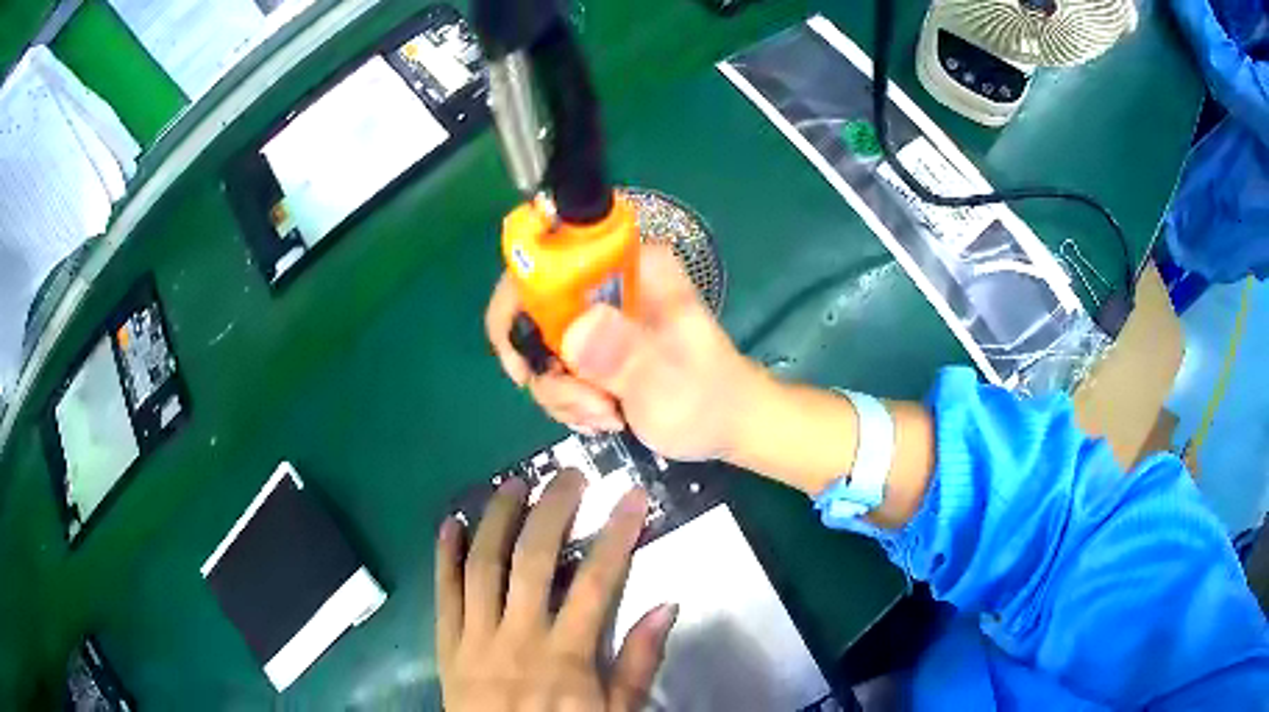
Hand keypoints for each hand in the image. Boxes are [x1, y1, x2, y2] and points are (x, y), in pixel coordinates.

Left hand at [435, 470, 677, 710]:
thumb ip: (638, 662)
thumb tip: (667, 605)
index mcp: (566, 655)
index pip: (598, 581)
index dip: (617, 533)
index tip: (632, 495)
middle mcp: (518, 636)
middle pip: (534, 559)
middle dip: (552, 510)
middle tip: (567, 475)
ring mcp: (475, 637)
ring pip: (482, 565)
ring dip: (496, 518)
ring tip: (512, 483)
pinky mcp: (446, 645)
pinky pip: (442, 593)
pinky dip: (443, 554)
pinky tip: (449, 522)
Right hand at [486, 244, 761, 460]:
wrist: (725, 425)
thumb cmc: (709, 396)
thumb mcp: (668, 377)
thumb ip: (625, 354)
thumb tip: (575, 332)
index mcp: (629, 266)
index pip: (545, 259)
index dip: (516, 307)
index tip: (527, 366)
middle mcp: (605, 284)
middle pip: (531, 313)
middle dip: (549, 371)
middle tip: (590, 403)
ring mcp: (596, 317)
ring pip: (539, 350)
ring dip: (565, 395)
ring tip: (609, 415)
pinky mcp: (593, 347)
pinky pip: (553, 372)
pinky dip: (570, 402)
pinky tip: (606, 417)